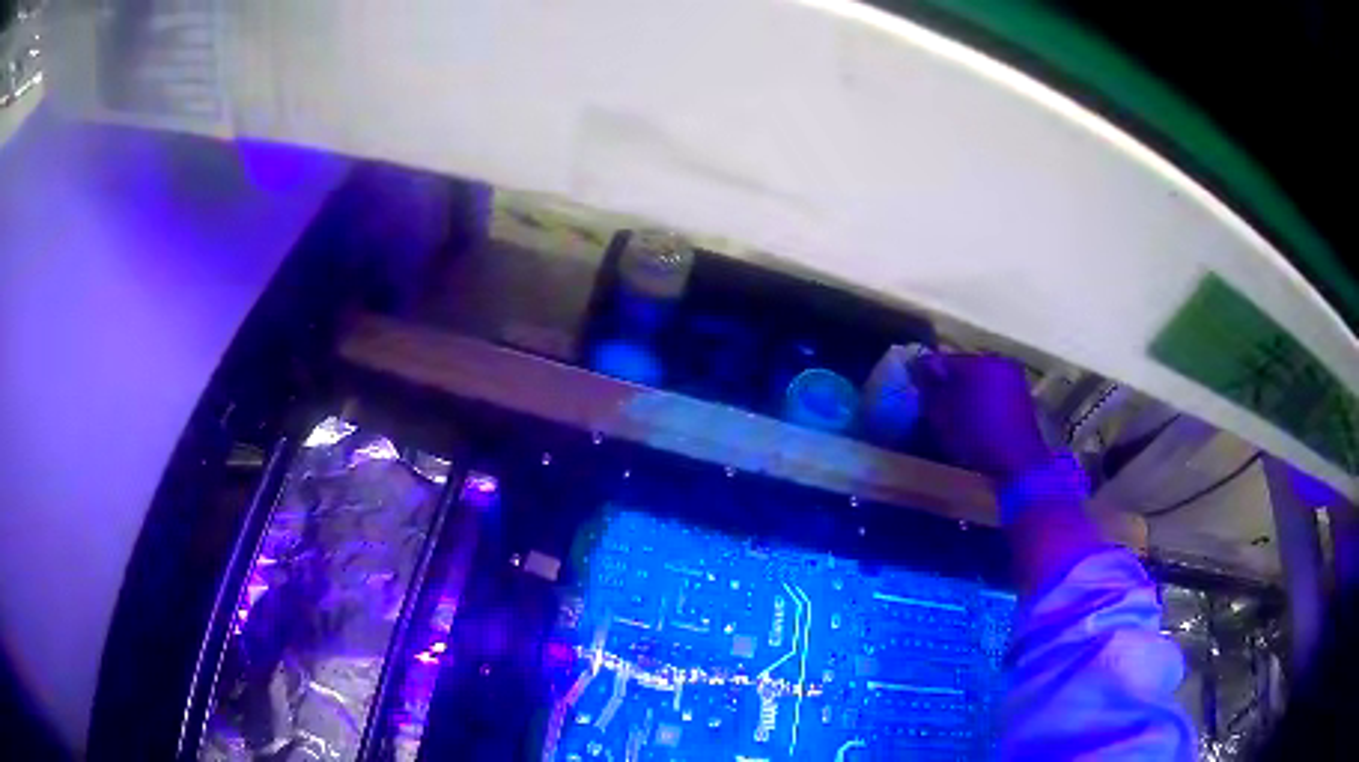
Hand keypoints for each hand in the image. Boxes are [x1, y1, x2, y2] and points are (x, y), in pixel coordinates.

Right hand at [914, 353, 1051, 483]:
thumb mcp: (941, 414)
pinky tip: (973, 422)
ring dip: (966, 393)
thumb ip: (929, 386)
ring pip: (980, 379)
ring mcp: (1014, 379)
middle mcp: (996, 361)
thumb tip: (920, 364)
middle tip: (932, 403)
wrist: (1018, 464)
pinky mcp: (1023, 399)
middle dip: (947, 382)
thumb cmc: (975, 437)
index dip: (925, 374)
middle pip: (962, 367)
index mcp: (975, 360)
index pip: (940, 358)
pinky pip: (994, 393)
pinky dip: (982, 403)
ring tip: (953, 415)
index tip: (914, 389)